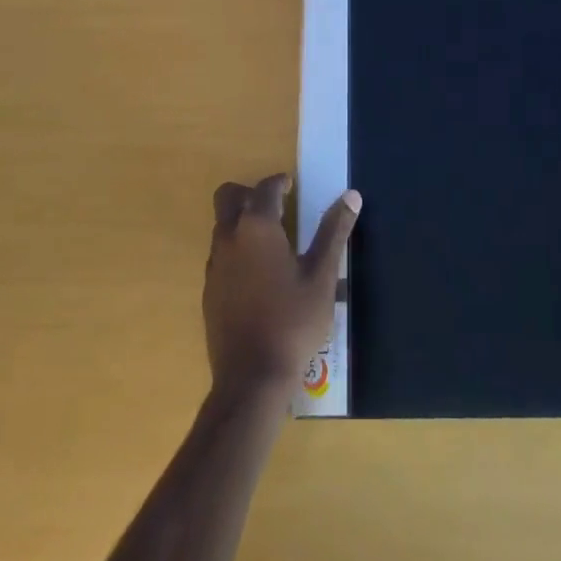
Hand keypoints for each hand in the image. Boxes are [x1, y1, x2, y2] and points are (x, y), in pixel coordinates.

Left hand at [204, 174, 359, 400]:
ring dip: (241, 222)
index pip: (265, 188)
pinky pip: (220, 254)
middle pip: (228, 197)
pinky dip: (236, 250)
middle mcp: (229, 238)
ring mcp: (215, 265)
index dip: (280, 182)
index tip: (292, 185)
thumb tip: (351, 196)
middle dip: (250, 193)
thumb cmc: (293, 322)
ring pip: (222, 226)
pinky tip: (258, 276)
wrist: (251, 379)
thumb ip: (334, 232)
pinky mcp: (209, 290)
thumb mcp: (322, 276)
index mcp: (257, 227)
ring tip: (272, 241)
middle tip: (276, 207)